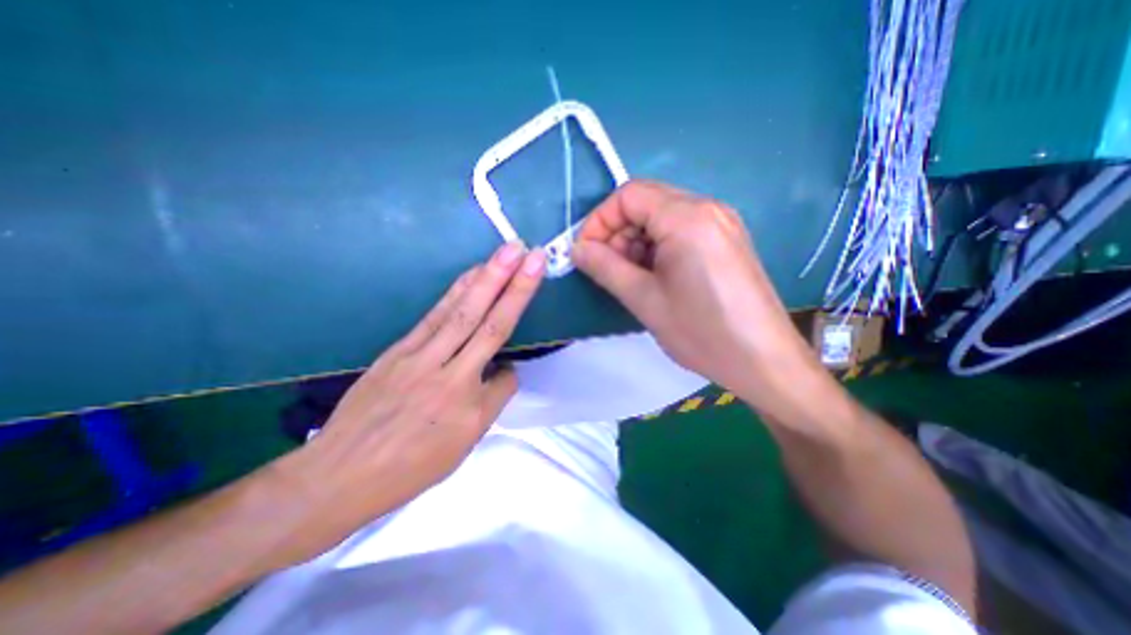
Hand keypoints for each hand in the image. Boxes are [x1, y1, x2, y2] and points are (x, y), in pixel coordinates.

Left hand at [284, 240, 546, 553]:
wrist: (338, 475)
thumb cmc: (408, 468)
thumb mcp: (461, 447)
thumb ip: (489, 404)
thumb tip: (502, 371)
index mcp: (467, 407)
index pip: (506, 375)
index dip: (513, 370)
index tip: (515, 355)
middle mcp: (447, 375)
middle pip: (487, 324)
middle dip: (513, 286)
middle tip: (530, 254)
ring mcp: (419, 357)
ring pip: (461, 312)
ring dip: (486, 278)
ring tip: (506, 252)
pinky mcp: (398, 349)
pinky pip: (435, 315)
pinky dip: (456, 291)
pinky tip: (471, 275)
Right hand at [574, 178, 821, 406]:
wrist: (764, 361)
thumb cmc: (701, 332)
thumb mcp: (644, 300)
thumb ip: (605, 267)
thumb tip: (577, 249)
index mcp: (687, 217)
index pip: (628, 195)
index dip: (599, 221)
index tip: (585, 253)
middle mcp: (707, 209)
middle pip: (646, 202)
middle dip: (617, 232)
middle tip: (608, 269)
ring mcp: (721, 223)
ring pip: (662, 216)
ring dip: (636, 241)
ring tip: (631, 277)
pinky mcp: (726, 240)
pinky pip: (681, 230)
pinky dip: (658, 247)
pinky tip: (655, 276)